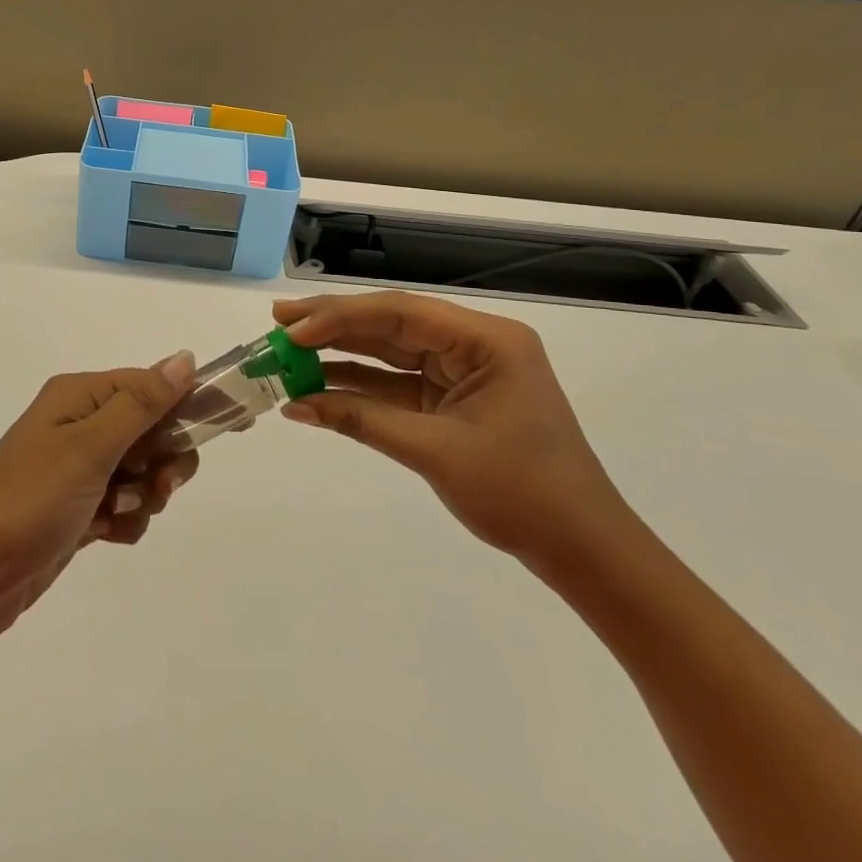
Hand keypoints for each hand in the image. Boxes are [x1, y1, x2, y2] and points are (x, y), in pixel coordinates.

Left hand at [0, 352, 200, 656]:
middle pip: (152, 429)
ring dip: (144, 494)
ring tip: (120, 513)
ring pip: (143, 471)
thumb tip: (185, 357)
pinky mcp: (78, 509)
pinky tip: (106, 534)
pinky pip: (124, 505)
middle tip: (156, 483)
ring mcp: (78, 469)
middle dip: (163, 459)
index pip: (151, 384)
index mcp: (79, 397)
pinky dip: (125, 520)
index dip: (190, 402)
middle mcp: (80, 425)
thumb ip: (142, 403)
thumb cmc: (29, 500)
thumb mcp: (89, 447)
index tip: (232, 424)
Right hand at [271, 292, 630, 566]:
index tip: (293, 328)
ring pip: (392, 352)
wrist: (581, 548)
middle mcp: (475, 345)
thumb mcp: (435, 452)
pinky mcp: (453, 400)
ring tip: (289, 352)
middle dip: (335, 326)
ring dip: (342, 355)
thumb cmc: (521, 494)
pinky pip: (399, 385)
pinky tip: (320, 388)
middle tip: (280, 324)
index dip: (342, 318)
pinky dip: (361, 388)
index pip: (402, 313)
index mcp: (487, 341)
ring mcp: (464, 372)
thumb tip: (295, 405)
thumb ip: (362, 420)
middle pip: (393, 325)